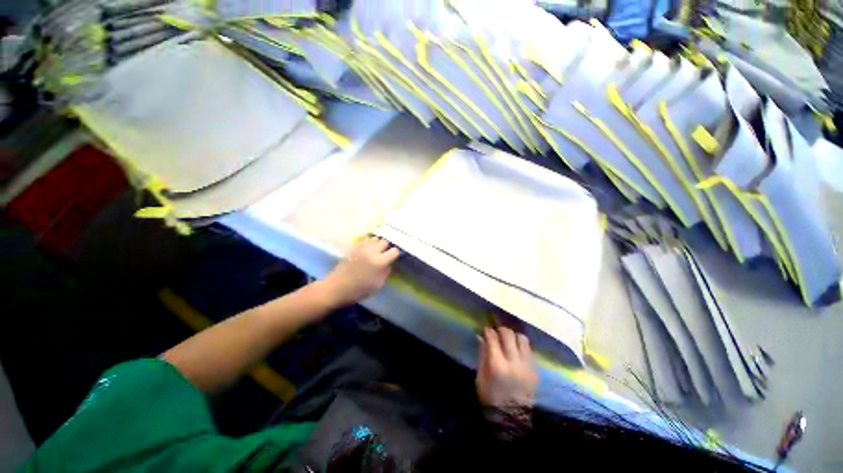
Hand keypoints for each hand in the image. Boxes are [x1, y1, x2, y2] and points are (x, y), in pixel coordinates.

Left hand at [320, 236, 399, 307]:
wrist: (337, 287)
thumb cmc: (359, 290)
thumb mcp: (378, 285)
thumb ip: (386, 271)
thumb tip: (389, 263)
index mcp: (379, 262)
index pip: (394, 251)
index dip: (395, 254)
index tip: (394, 258)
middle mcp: (371, 251)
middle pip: (385, 241)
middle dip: (387, 247)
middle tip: (385, 254)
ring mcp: (362, 247)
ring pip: (375, 238)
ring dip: (377, 243)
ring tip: (377, 251)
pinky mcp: (354, 247)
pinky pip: (365, 240)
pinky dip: (369, 243)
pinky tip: (368, 249)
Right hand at [476, 326, 537, 410]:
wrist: (512, 419)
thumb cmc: (490, 397)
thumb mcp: (480, 377)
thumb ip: (482, 354)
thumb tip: (481, 337)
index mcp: (497, 364)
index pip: (493, 338)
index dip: (488, 331)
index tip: (486, 329)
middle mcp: (514, 361)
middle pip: (508, 334)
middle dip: (500, 329)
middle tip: (496, 331)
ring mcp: (527, 365)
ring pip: (522, 338)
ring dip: (514, 336)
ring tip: (509, 340)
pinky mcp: (535, 370)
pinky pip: (530, 349)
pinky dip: (522, 346)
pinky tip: (517, 350)